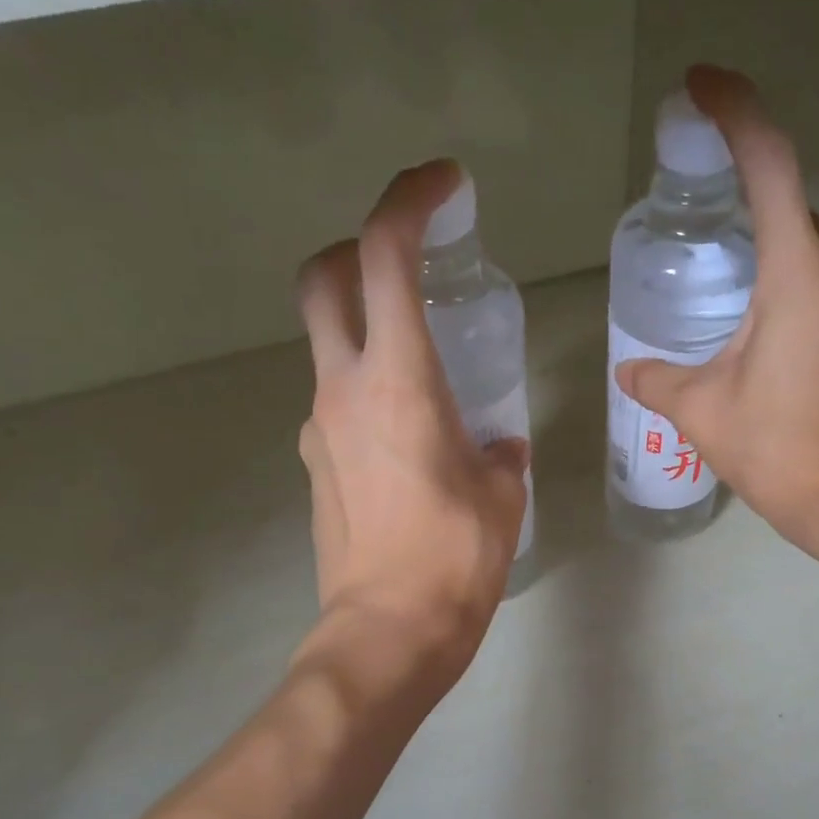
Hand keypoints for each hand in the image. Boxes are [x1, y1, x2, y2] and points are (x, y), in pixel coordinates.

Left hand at [295, 160, 529, 678]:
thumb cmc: (454, 560)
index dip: (409, 201)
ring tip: (427, 376)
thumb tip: (497, 446)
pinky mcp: (317, 468)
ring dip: (368, 334)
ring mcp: (319, 429)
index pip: (385, 256)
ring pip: (329, 348)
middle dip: (359, 251)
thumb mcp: (501, 497)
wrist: (387, 632)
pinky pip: (338, 407)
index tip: (444, 187)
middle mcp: (343, 390)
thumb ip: (500, 456)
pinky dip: (368, 396)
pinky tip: (410, 441)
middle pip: (323, 281)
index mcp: (399, 381)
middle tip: (408, 265)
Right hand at [614, 65, 818, 571]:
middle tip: (694, 221)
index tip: (701, 88)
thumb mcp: (702, 412)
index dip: (735, 113)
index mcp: (798, 273)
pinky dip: (788, 287)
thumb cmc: (780, 450)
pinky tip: (756, 330)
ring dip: (765, 256)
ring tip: (718, 292)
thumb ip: (658, 380)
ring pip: (807, 251)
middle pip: (788, 208)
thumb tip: (629, 371)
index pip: (769, 164)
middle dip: (742, 204)